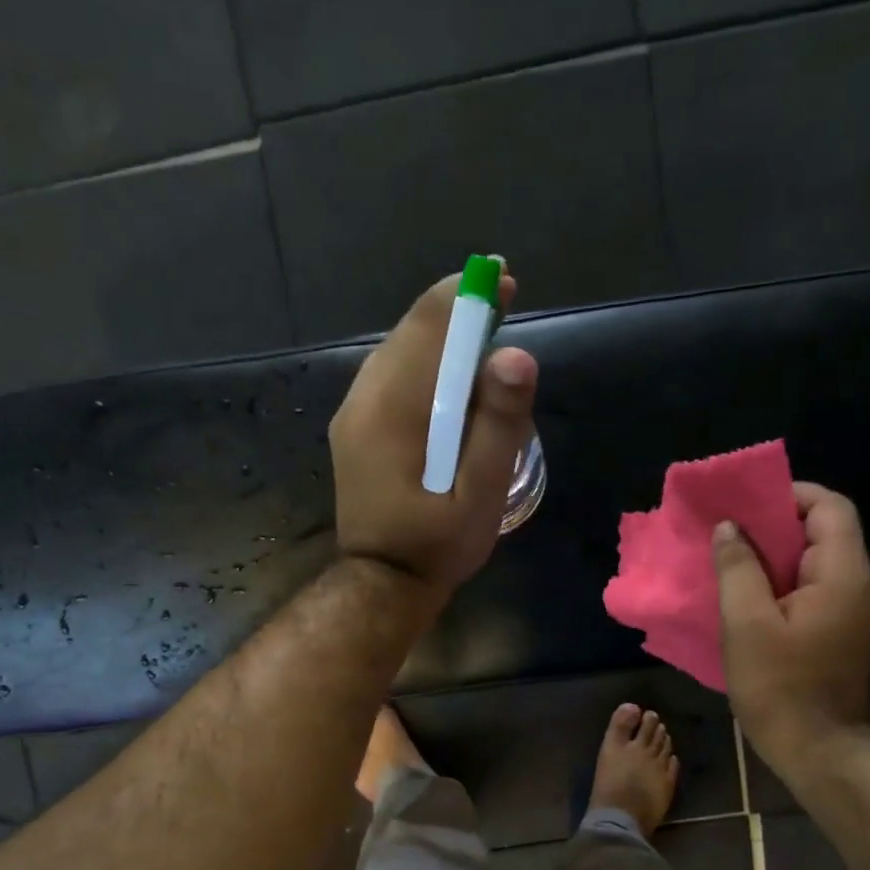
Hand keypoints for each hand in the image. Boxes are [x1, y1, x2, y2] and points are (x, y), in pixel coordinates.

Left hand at [329, 271, 538, 596]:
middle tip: (500, 309)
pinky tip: (448, 384)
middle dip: (456, 313)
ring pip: (397, 351)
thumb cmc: (437, 546)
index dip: (468, 297)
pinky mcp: (354, 428)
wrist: (383, 584)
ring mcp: (353, 413)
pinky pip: (388, 376)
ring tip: (481, 345)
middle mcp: (364, 399)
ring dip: (439, 338)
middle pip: (411, 332)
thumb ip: (499, 427)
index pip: (429, 327)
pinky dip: (422, 365)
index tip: (503, 285)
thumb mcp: (481, 496)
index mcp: (394, 410)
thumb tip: (516, 356)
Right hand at [714, 482, 869, 752]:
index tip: (747, 504)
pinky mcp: (847, 631)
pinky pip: (817, 588)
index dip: (791, 495)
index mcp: (845, 577)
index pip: (831, 508)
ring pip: (818, 562)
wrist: (816, 747)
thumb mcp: (746, 624)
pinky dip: (785, 582)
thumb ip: (737, 569)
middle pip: (826, 533)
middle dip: (777, 526)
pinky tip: (752, 597)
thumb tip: (730, 528)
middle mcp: (863, 586)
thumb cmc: (778, 685)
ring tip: (733, 563)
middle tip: (731, 534)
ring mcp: (859, 611)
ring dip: (777, 556)